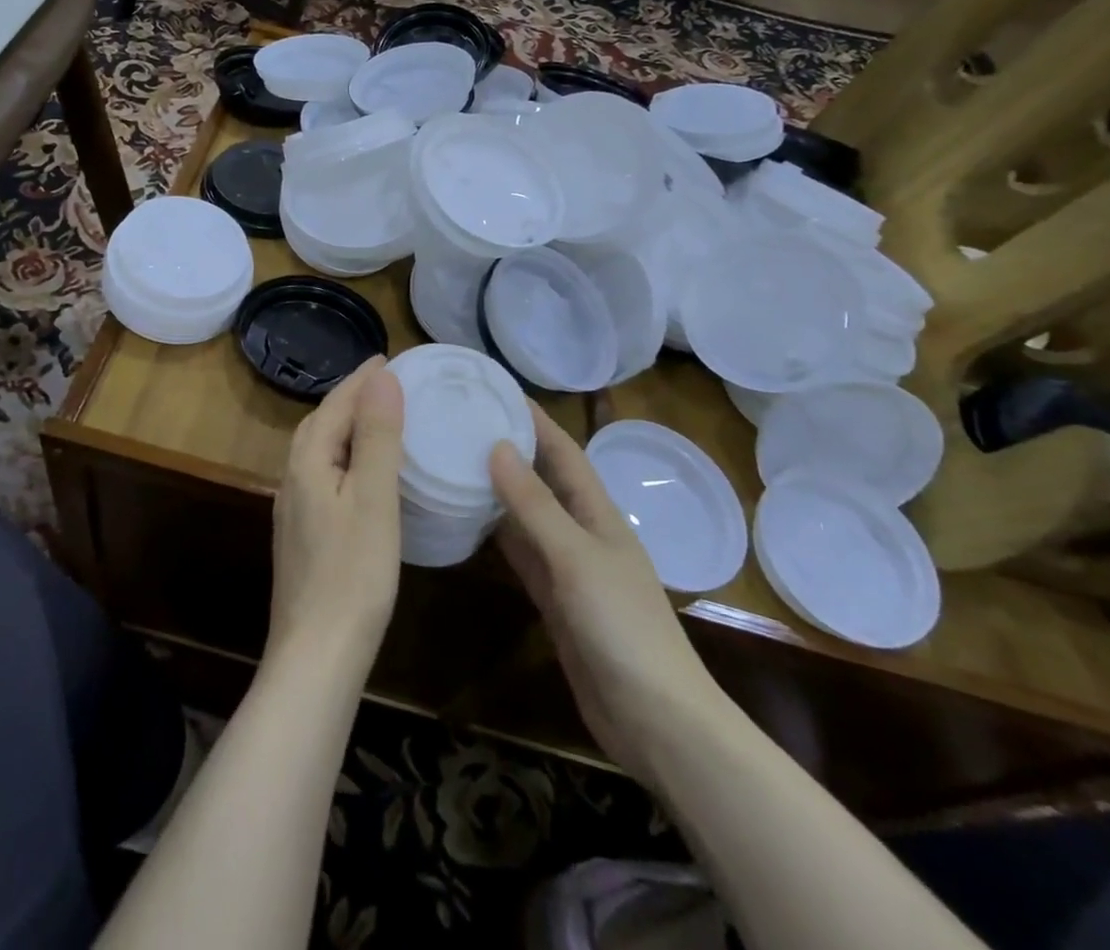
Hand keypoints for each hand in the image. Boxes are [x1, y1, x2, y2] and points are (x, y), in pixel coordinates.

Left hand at [269, 358, 404, 673]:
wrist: (317, 655)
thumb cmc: (353, 573)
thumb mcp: (374, 498)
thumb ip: (377, 436)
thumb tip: (382, 377)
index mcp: (307, 462)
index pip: (334, 404)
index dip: (361, 379)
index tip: (389, 357)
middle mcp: (293, 478)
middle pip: (320, 423)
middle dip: (350, 398)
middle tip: (386, 384)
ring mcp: (295, 510)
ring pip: (320, 451)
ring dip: (347, 427)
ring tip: (380, 420)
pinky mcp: (304, 535)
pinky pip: (324, 476)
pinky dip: (346, 458)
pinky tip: (364, 476)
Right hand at [490, 405, 722, 772]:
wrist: (655, 720)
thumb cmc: (622, 626)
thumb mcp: (575, 557)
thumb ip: (534, 505)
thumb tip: (497, 445)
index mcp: (598, 513)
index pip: (562, 451)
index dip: (534, 419)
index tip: (495, 390)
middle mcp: (581, 532)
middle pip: (541, 479)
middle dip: (509, 449)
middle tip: (461, 422)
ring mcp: (567, 567)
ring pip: (526, 516)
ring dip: (496, 491)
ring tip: (454, 461)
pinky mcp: (552, 600)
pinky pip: (519, 554)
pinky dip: (496, 536)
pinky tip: (466, 522)